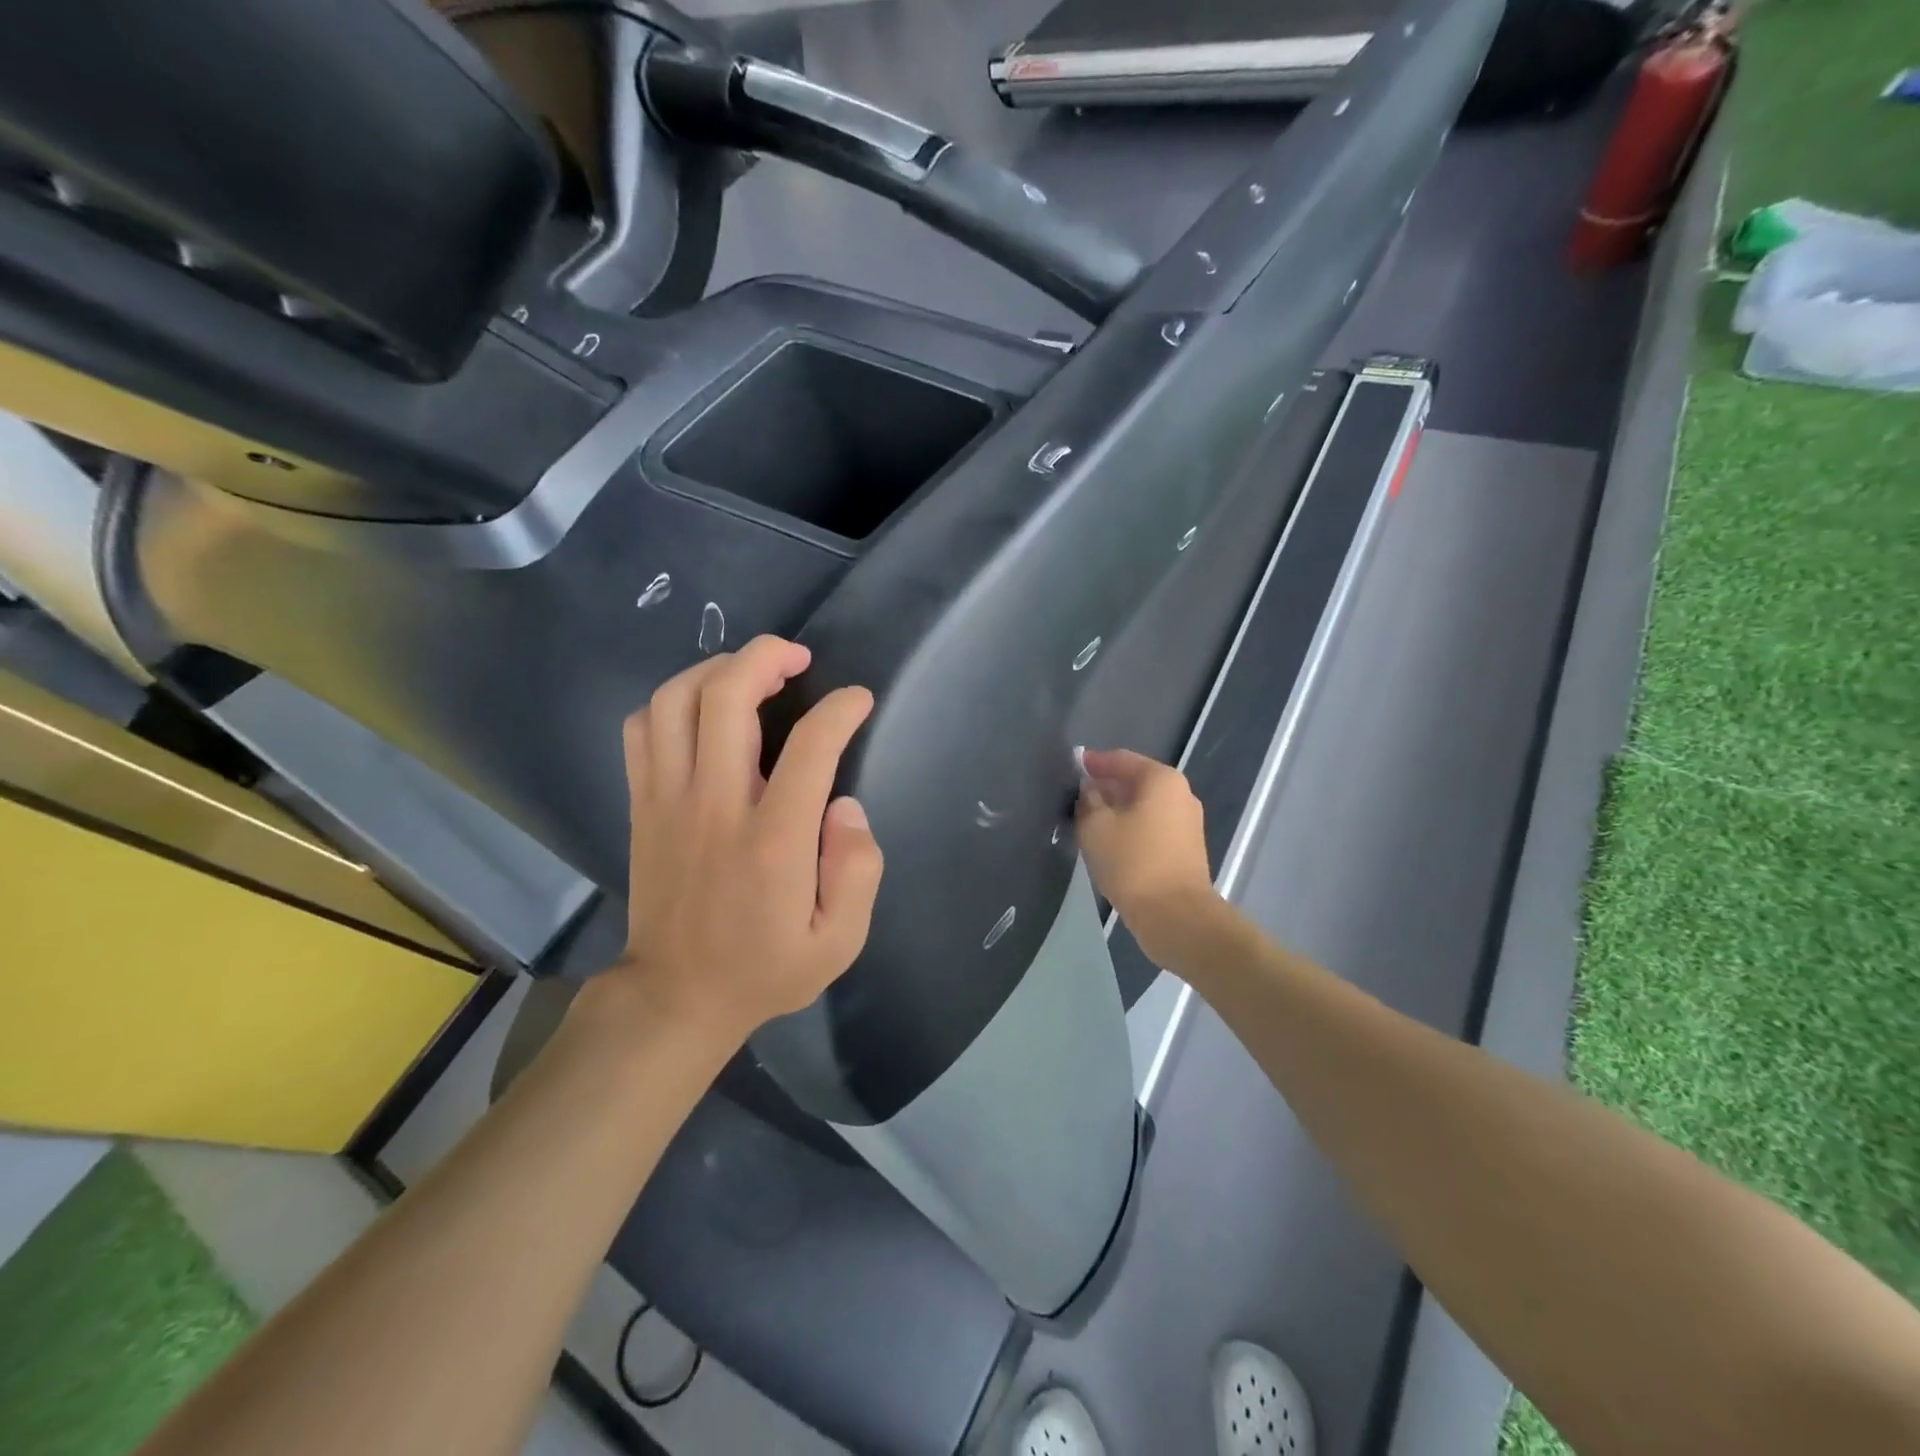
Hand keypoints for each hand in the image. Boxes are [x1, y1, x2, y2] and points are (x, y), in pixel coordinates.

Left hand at [589, 636, 883, 1052]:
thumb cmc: (765, 969)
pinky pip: (643, 728)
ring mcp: (668, 801)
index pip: (810, 746)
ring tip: (751, 673)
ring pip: (676, 700)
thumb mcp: (840, 942)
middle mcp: (715, 806)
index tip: (859, 701)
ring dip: (717, 670)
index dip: (841, 709)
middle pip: (726, 697)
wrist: (676, 998)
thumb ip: (858, 870)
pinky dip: (673, 701)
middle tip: (798, 659)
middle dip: (767, 657)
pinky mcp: (643, 805)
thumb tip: (845, 806)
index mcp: (773, 841)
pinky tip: (703, 709)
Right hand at [1077, 747, 1221, 967]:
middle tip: (1077, 794)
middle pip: (1136, 781)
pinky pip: (1151, 827)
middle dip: (1106, 786)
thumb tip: (1090, 791)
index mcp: (1161, 780)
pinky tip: (1109, 840)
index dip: (1095, 762)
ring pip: (1143, 806)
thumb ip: (1088, 801)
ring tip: (1088, 818)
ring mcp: (1187, 823)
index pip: (1122, 759)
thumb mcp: (1096, 827)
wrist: (1175, 916)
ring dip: (1117, 809)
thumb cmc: (1133, 862)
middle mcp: (1180, 795)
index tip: (1073, 765)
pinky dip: (1130, 827)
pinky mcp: (1185, 849)